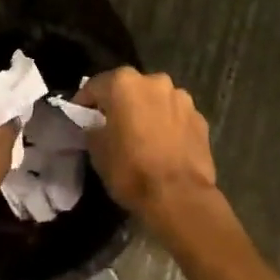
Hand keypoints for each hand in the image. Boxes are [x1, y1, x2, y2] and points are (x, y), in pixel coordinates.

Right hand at [79, 67, 219, 228]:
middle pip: (129, 89)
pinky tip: (164, 146)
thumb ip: (93, 128)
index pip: (95, 86)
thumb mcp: (97, 150)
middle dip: (120, 104)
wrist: (179, 197)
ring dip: (147, 112)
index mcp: (124, 83)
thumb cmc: (131, 169)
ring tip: (142, 136)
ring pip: (155, 100)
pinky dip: (168, 125)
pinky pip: (175, 116)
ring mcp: (181, 98)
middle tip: (112, 126)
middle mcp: (154, 81)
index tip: (80, 117)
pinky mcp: (200, 118)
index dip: (84, 102)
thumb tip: (96, 125)